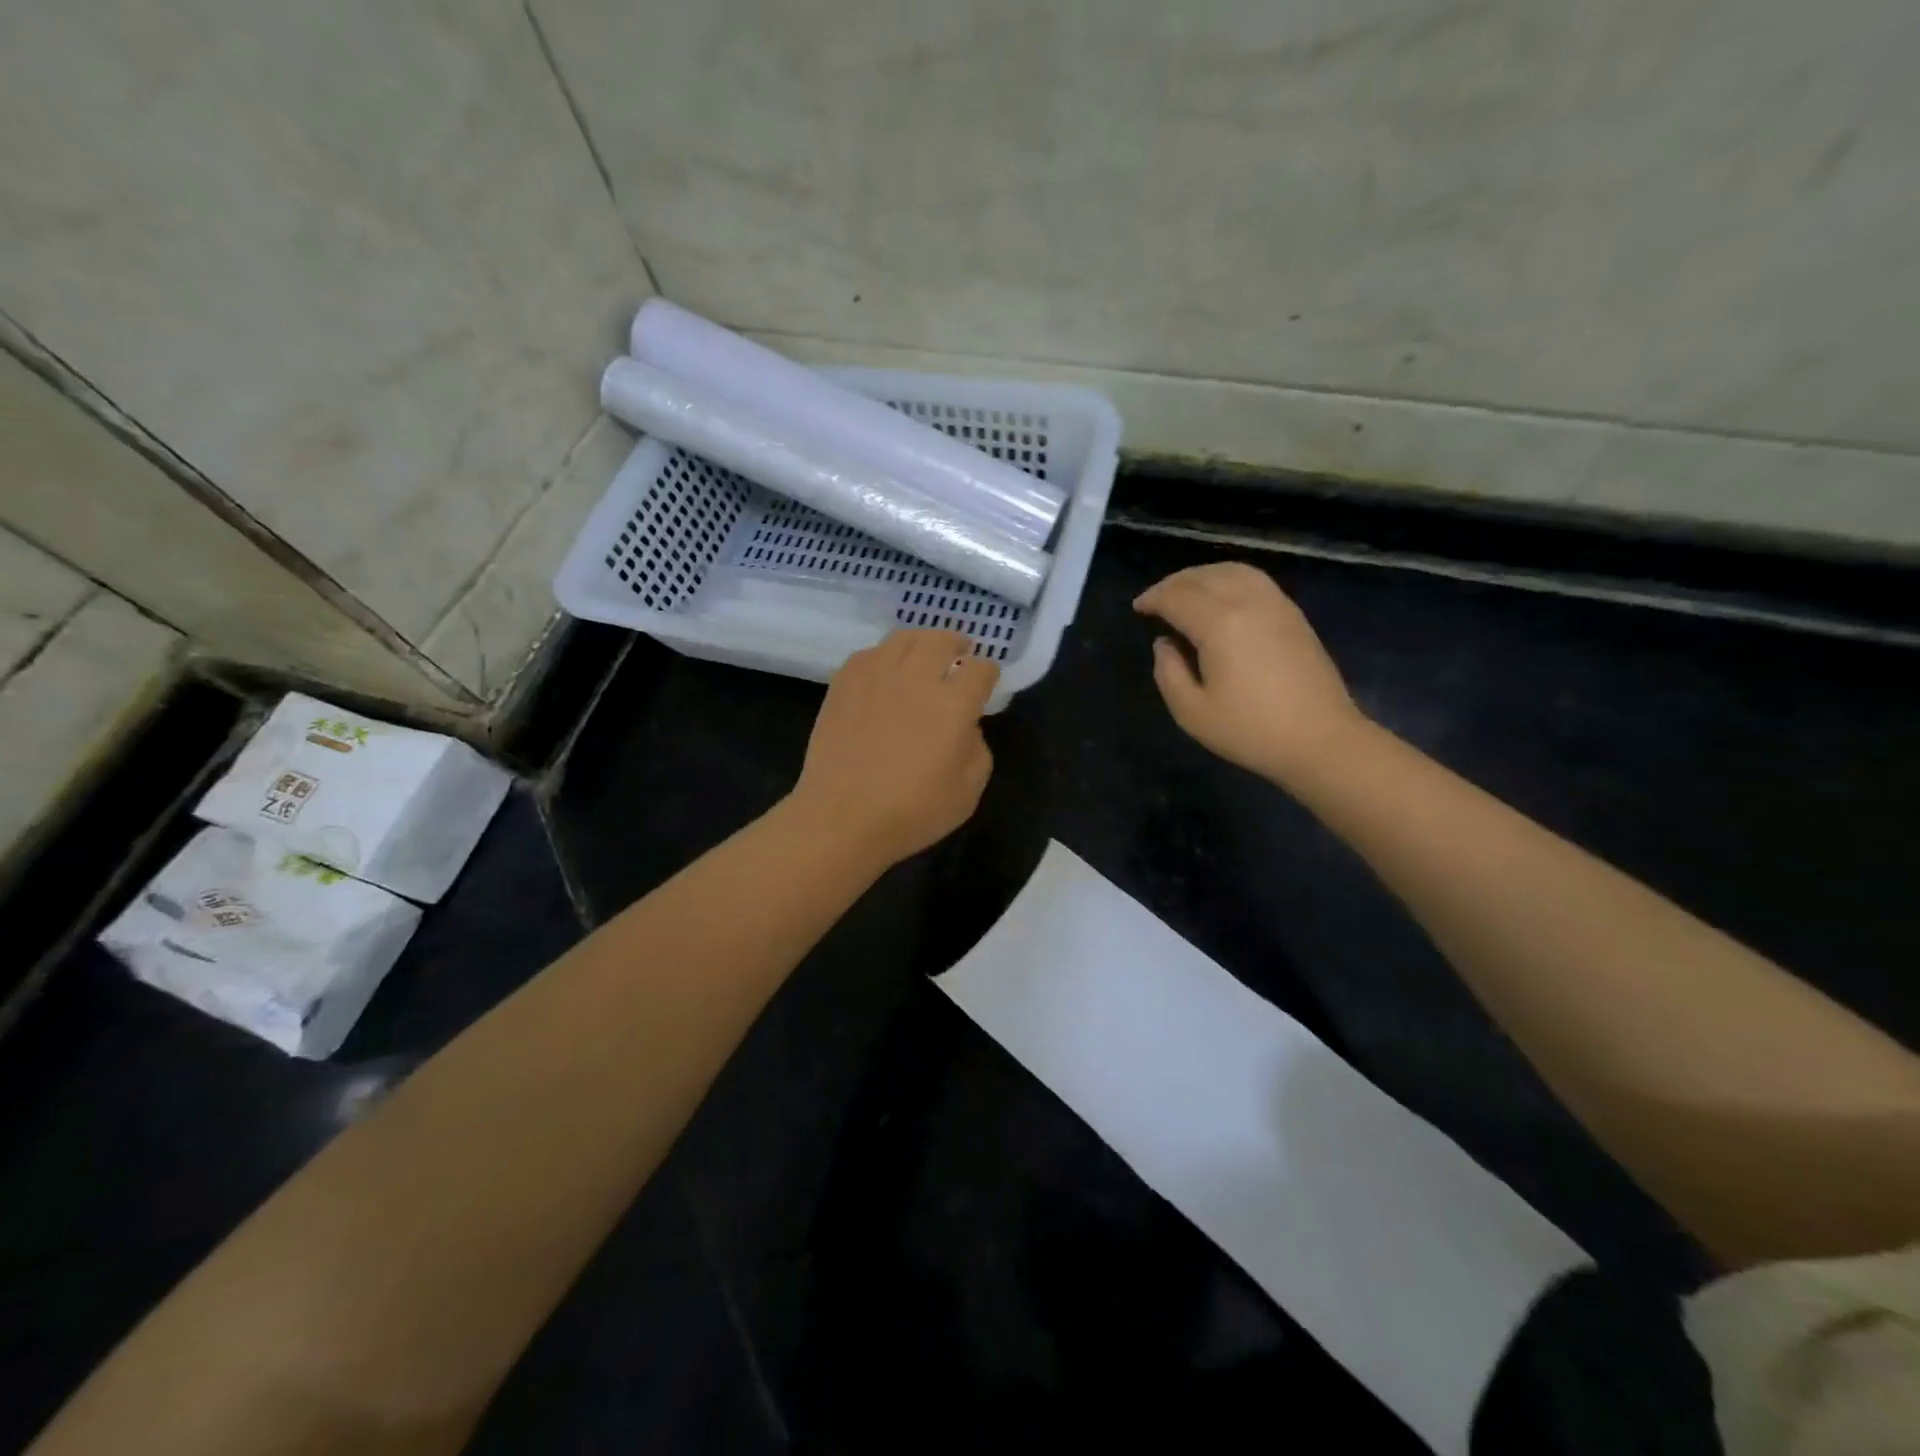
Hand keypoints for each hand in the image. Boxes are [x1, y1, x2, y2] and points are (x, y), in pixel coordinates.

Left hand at [788, 629, 997, 867]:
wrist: (842, 817)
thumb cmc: (912, 812)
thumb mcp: (967, 792)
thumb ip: (977, 750)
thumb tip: (966, 727)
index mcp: (954, 704)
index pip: (980, 670)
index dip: (988, 672)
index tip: (986, 679)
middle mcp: (917, 679)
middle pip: (940, 640)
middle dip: (955, 642)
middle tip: (958, 650)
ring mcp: (876, 676)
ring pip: (903, 638)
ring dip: (920, 641)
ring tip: (922, 652)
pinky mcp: (843, 684)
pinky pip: (868, 653)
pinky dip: (883, 655)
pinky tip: (883, 669)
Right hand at [1134, 562, 1366, 785]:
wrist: (1322, 740)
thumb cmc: (1251, 731)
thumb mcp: (1193, 713)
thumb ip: (1168, 673)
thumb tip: (1164, 644)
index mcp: (1220, 625)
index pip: (1178, 597)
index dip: (1153, 599)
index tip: (1138, 608)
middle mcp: (1249, 603)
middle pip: (1204, 577)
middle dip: (1174, 583)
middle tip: (1156, 599)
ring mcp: (1277, 606)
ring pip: (1233, 571)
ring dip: (1203, 575)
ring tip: (1186, 592)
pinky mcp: (1294, 616)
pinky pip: (1256, 580)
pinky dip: (1230, 579)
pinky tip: (1222, 598)